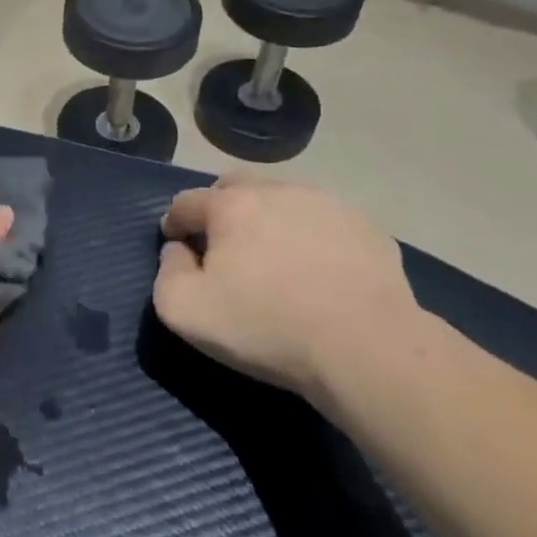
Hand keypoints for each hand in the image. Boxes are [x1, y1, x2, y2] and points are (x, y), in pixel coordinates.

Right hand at [153, 176, 417, 400]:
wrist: (368, 348)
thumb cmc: (267, 326)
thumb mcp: (186, 312)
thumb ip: (167, 273)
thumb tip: (177, 252)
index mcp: (231, 205)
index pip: (187, 201)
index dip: (174, 222)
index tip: (175, 243)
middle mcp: (276, 190)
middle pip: (235, 187)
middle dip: (220, 208)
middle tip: (222, 243)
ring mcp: (326, 205)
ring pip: (283, 199)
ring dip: (268, 218)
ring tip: (274, 256)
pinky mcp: (366, 228)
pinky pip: (324, 223)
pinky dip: (311, 237)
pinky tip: (318, 270)